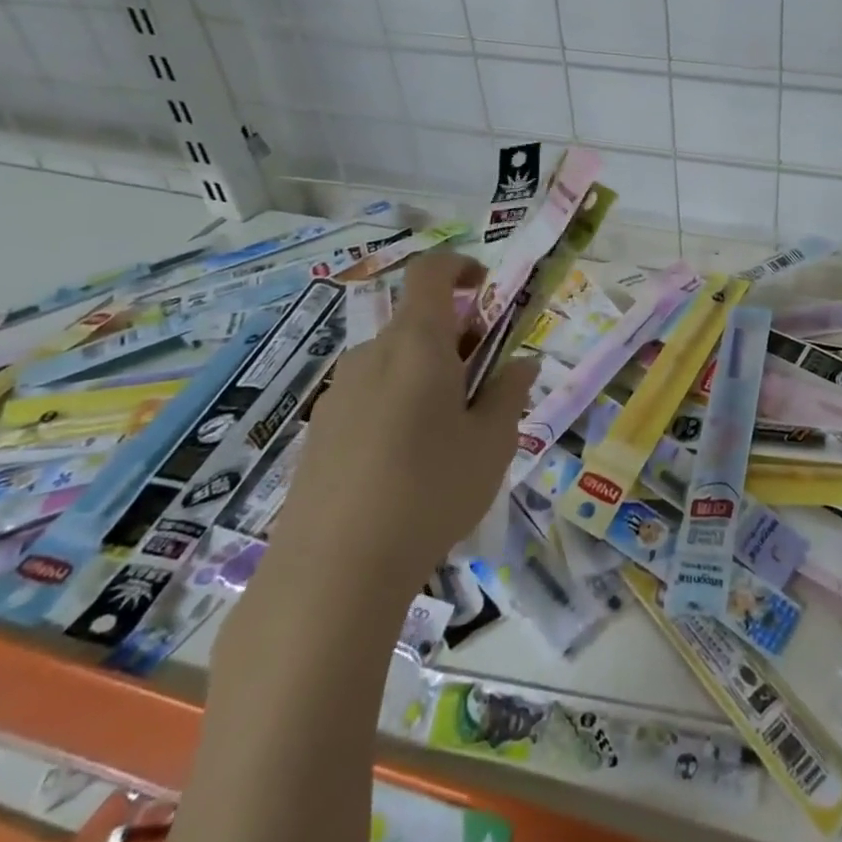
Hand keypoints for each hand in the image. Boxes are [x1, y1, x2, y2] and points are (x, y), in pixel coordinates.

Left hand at [263, 252, 536, 608]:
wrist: (331, 574)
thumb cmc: (430, 491)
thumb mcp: (492, 443)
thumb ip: (510, 393)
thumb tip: (522, 364)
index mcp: (417, 344)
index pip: (431, 273)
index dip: (461, 267)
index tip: (487, 290)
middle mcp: (372, 355)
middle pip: (416, 321)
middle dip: (457, 336)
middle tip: (486, 381)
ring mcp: (338, 394)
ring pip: (393, 361)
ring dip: (427, 372)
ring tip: (451, 430)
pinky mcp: (319, 432)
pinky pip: (369, 395)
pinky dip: (398, 402)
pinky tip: (408, 462)